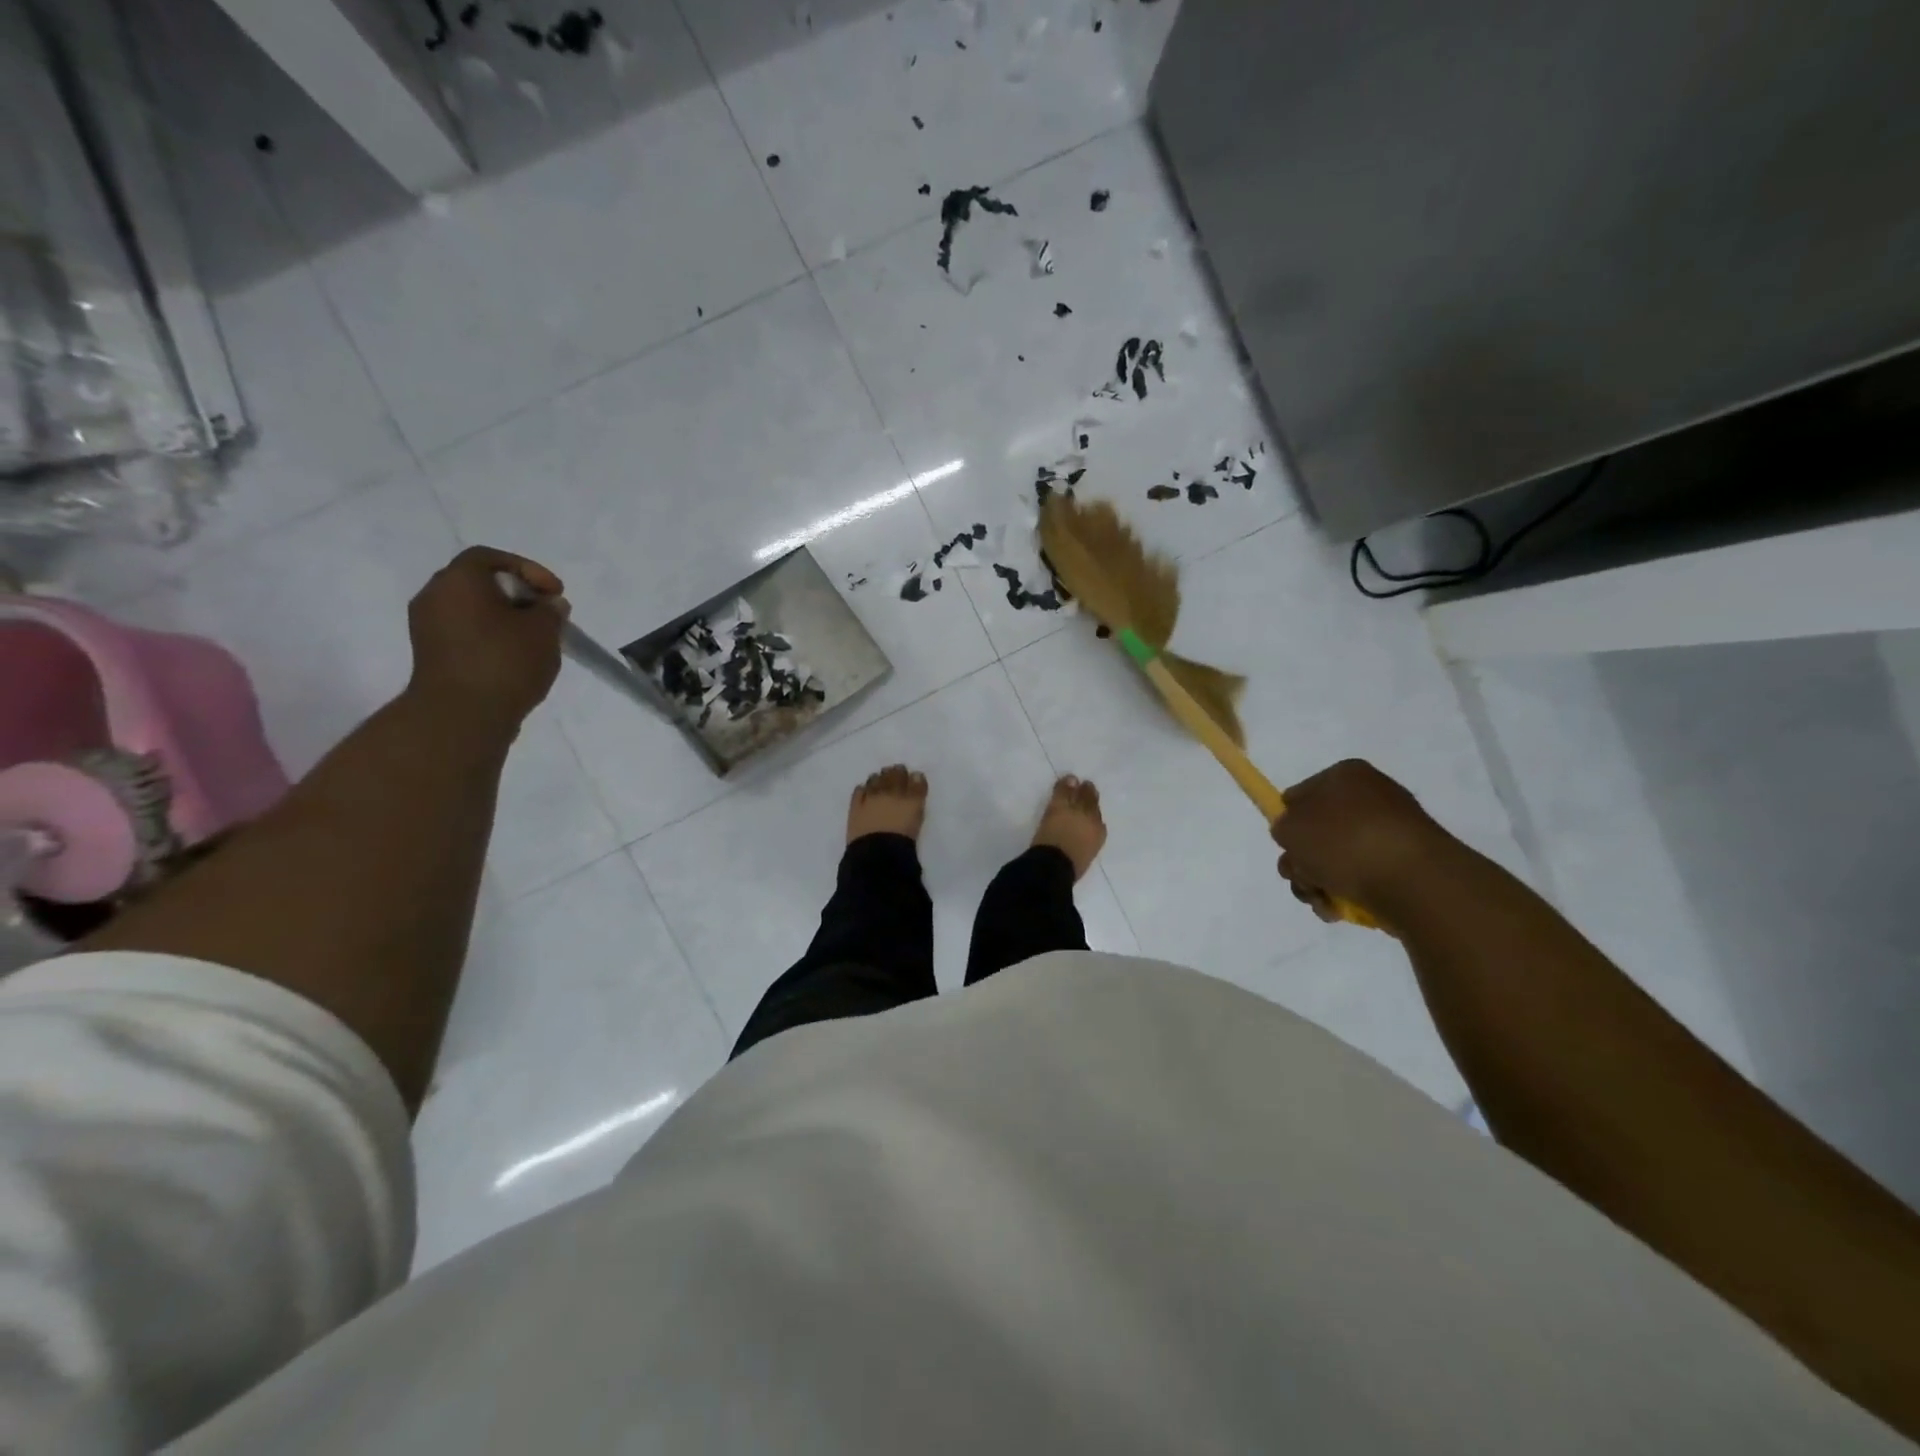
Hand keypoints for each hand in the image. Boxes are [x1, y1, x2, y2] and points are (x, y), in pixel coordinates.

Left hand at [406, 546, 566, 728]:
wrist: (461, 715)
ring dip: (505, 617)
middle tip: (546, 612)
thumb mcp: (543, 631)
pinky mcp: (431, 654)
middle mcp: (434, 596)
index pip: (490, 557)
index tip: (555, 593)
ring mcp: (427, 627)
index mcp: (458, 580)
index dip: (528, 569)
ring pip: (472, 609)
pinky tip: (515, 656)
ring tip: (535, 637)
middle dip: (517, 594)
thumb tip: (549, 605)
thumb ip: (550, 611)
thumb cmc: (505, 661)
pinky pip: (465, 632)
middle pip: (479, 582)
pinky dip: (491, 636)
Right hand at [1270, 759, 1457, 921]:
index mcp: (1345, 775)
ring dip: (1319, 883)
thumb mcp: (1289, 828)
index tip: (1288, 847)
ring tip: (1324, 901)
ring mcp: (1392, 832)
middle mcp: (1371, 797)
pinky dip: (1347, 894)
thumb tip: (1299, 836)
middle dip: (1302, 862)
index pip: (1299, 795)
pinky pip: (1364, 877)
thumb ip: (1282, 827)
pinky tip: (1343, 909)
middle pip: (1316, 832)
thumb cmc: (1344, 843)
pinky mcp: (1406, 865)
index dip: (1288, 823)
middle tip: (1303, 878)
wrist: (1414, 881)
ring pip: (1336, 860)